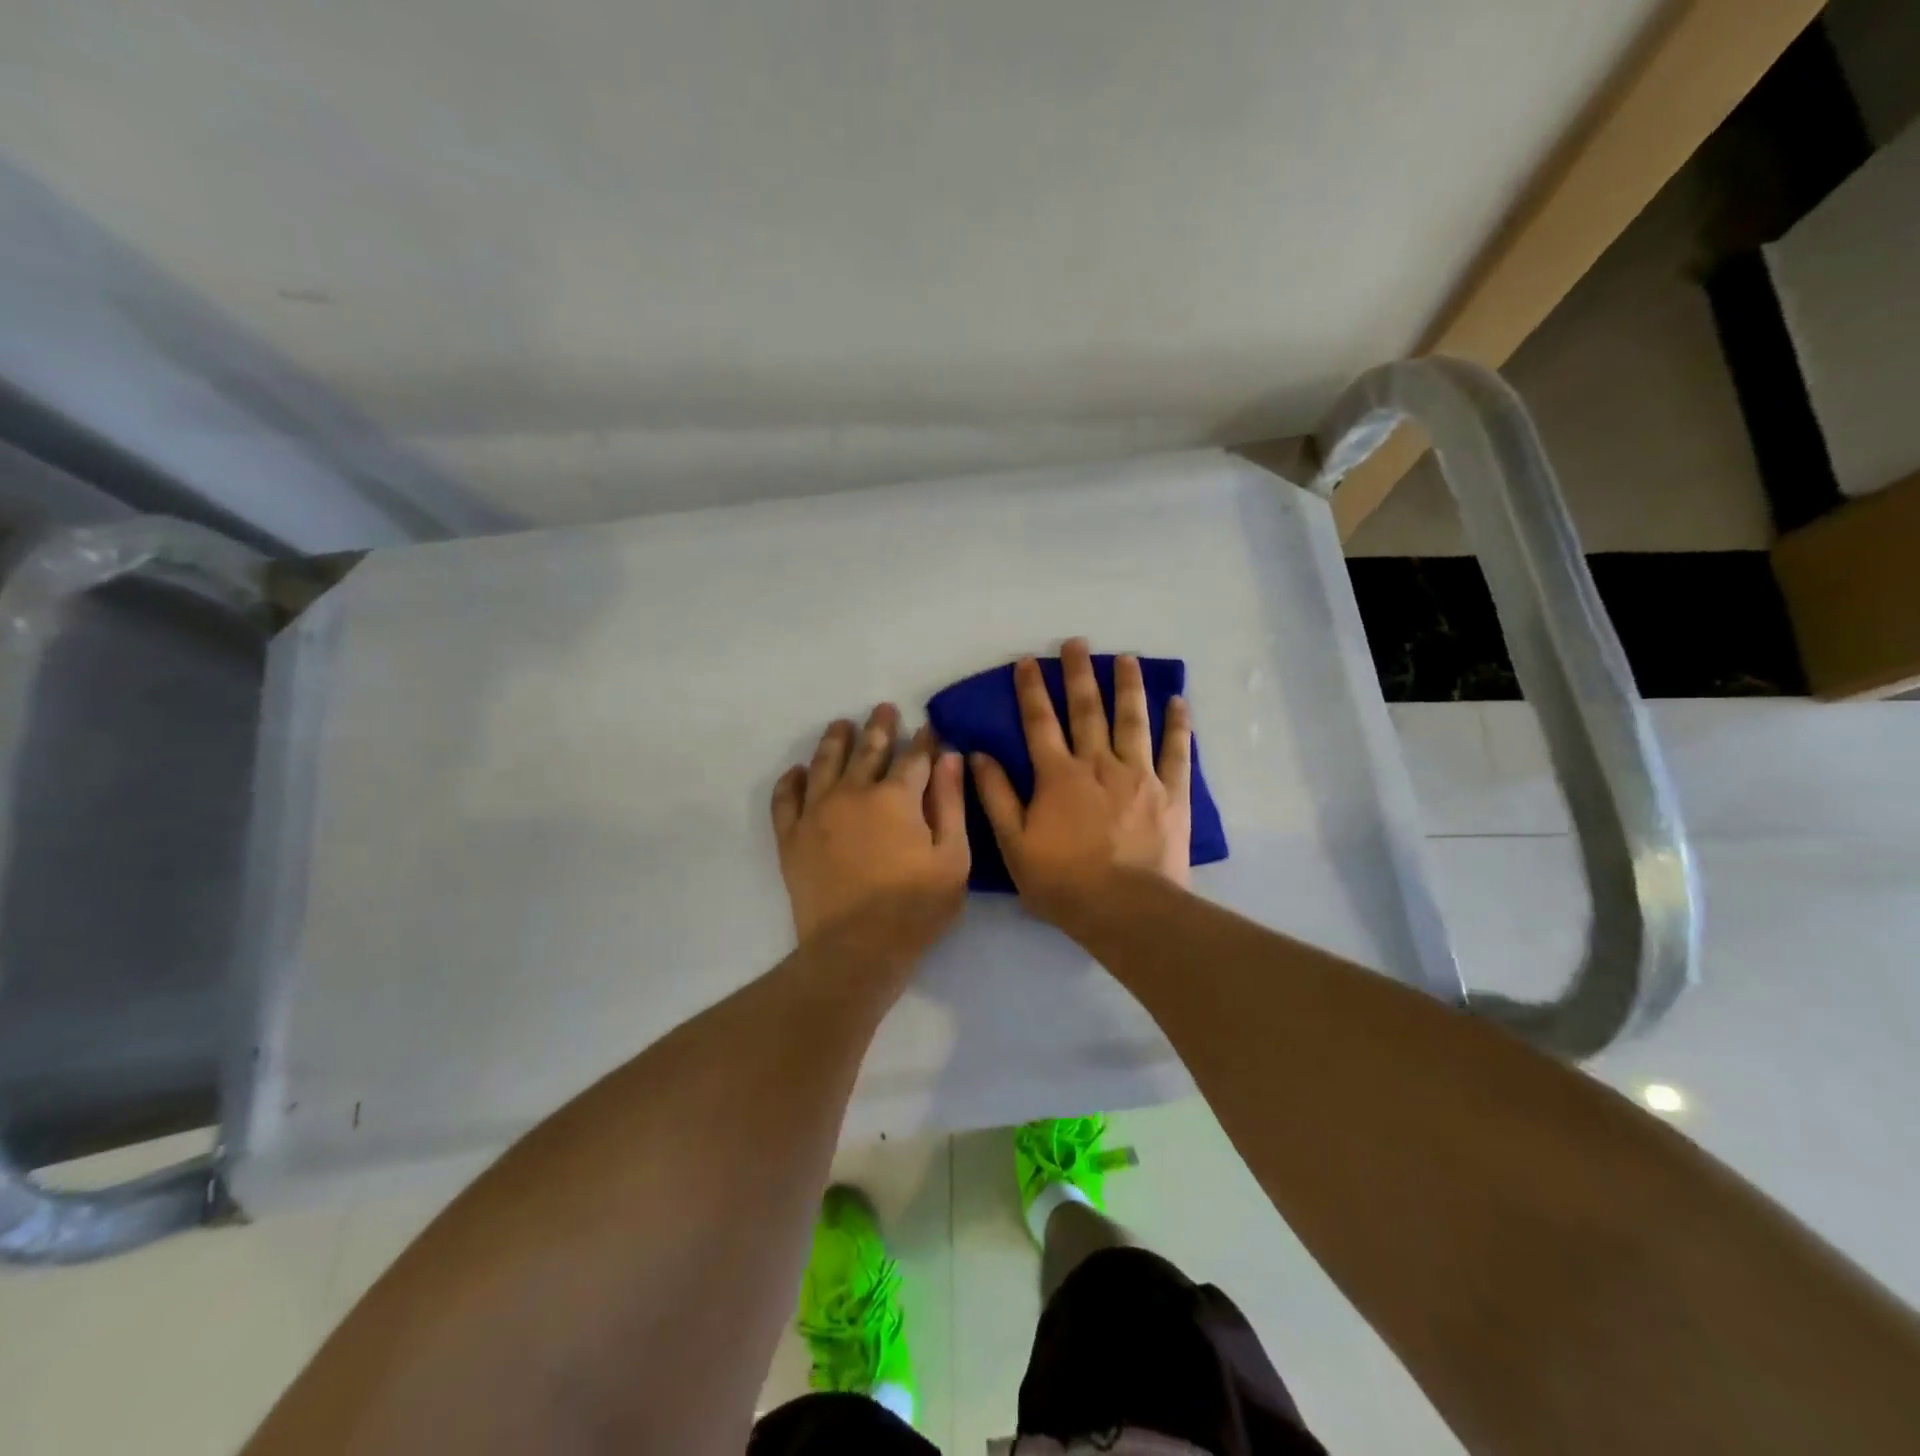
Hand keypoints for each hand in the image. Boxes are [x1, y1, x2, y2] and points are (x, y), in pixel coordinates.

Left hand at [772, 704, 969, 965]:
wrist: (855, 950)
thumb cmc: (915, 908)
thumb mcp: (953, 858)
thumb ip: (951, 803)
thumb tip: (949, 757)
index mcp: (896, 797)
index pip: (914, 757)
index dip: (924, 740)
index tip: (929, 728)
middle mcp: (853, 793)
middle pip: (868, 750)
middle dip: (879, 727)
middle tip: (883, 709)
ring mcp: (817, 813)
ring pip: (825, 763)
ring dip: (835, 740)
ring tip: (841, 725)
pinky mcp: (791, 837)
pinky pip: (785, 799)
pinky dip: (791, 781)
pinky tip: (798, 772)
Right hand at [971, 639, 1191, 931]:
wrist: (1125, 909)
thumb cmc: (1063, 881)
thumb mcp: (1014, 843)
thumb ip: (996, 796)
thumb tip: (978, 754)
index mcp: (1058, 775)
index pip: (1040, 722)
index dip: (1031, 690)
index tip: (1028, 661)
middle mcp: (1098, 763)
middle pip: (1087, 710)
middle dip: (1079, 673)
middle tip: (1077, 642)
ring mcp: (1139, 775)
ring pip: (1132, 720)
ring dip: (1128, 686)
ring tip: (1127, 658)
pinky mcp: (1171, 792)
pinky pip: (1176, 751)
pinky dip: (1177, 724)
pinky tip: (1178, 701)